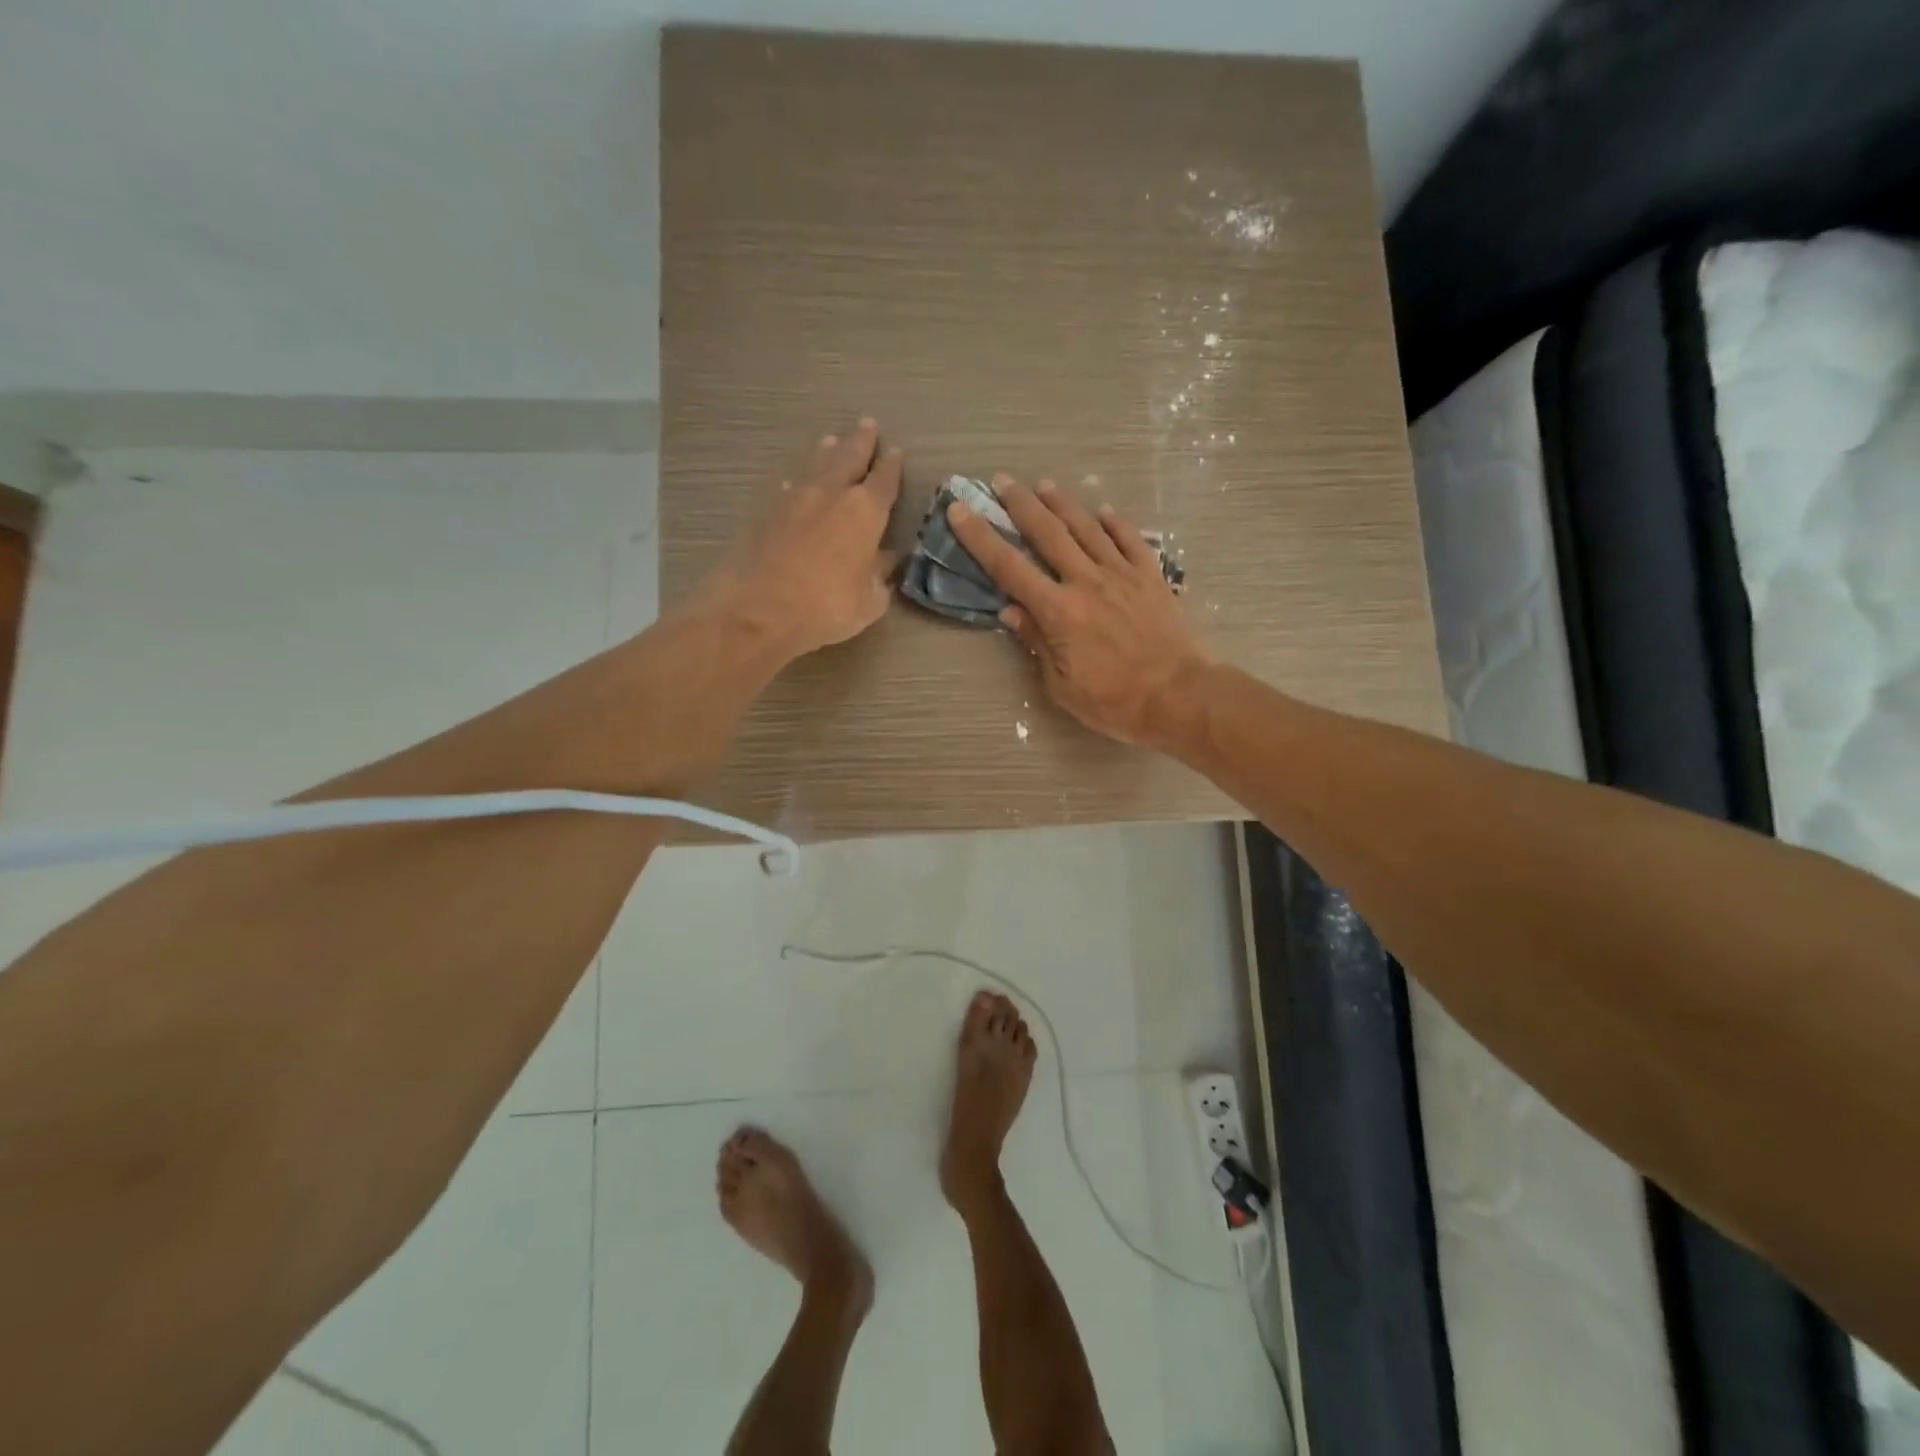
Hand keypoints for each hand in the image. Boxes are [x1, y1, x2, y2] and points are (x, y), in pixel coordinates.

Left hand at [701, 419, 901, 658]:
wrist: (759, 610)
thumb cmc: (827, 607)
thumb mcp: (869, 601)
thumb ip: (879, 575)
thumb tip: (885, 560)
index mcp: (865, 512)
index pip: (884, 480)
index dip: (892, 466)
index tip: (896, 452)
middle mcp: (831, 494)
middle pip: (849, 457)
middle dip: (861, 441)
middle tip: (867, 425)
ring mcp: (795, 499)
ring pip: (816, 465)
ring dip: (827, 452)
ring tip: (832, 440)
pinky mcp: (766, 512)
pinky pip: (789, 487)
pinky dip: (799, 482)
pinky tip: (796, 484)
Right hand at [946, 475, 1210, 747]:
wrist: (1179, 696)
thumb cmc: (1115, 701)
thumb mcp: (1062, 686)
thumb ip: (1037, 643)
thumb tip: (1011, 611)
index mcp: (1059, 611)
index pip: (1009, 568)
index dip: (980, 538)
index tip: (960, 511)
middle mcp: (1087, 582)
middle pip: (1048, 533)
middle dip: (1020, 504)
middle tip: (1002, 480)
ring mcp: (1122, 575)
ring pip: (1087, 528)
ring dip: (1063, 503)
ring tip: (1044, 485)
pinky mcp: (1152, 577)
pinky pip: (1130, 540)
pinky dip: (1115, 522)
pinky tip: (1104, 510)